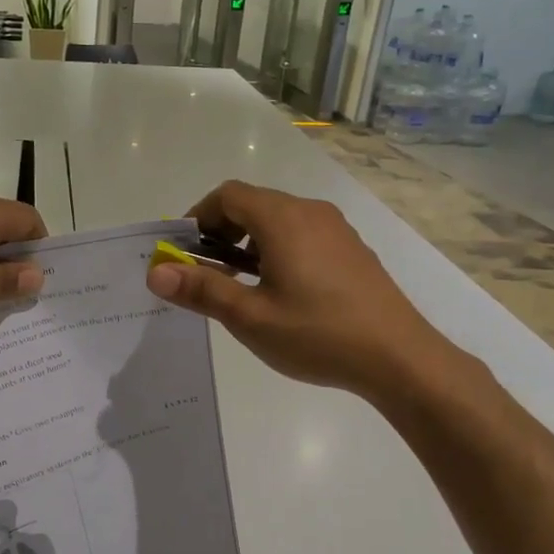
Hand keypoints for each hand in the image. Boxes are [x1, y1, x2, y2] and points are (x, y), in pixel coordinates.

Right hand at [146, 181, 447, 396]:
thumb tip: (155, 272)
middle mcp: (310, 212)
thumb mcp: (249, 317)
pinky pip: (302, 235)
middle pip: (253, 204)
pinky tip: (280, 292)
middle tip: (205, 273)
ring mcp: (336, 230)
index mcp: (282, 219)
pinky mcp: (352, 250)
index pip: (227, 196)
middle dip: (220, 232)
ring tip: (239, 285)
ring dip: (248, 243)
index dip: (197, 217)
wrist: (398, 357)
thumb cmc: (317, 334)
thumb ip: (201, 289)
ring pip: (278, 220)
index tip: (182, 252)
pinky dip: (276, 250)